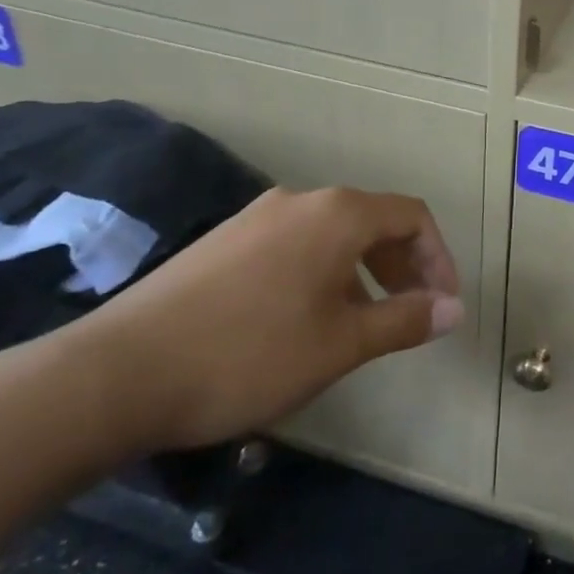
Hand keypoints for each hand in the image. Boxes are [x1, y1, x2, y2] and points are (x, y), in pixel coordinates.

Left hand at [54, 187, 462, 455]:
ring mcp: (257, 217)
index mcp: (338, 214)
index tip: (443, 305)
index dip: (438, 258)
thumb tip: (454, 308)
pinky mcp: (224, 241)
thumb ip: (404, 320)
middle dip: (402, 265)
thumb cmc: (249, 355)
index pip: (412, 216)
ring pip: (332, 234)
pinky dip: (321, 272)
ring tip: (360, 324)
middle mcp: (301, 201)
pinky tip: (303, 321)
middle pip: (373, 220)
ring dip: (362, 271)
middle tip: (410, 314)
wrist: (119, 372)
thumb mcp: (340, 344)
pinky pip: (294, 245)